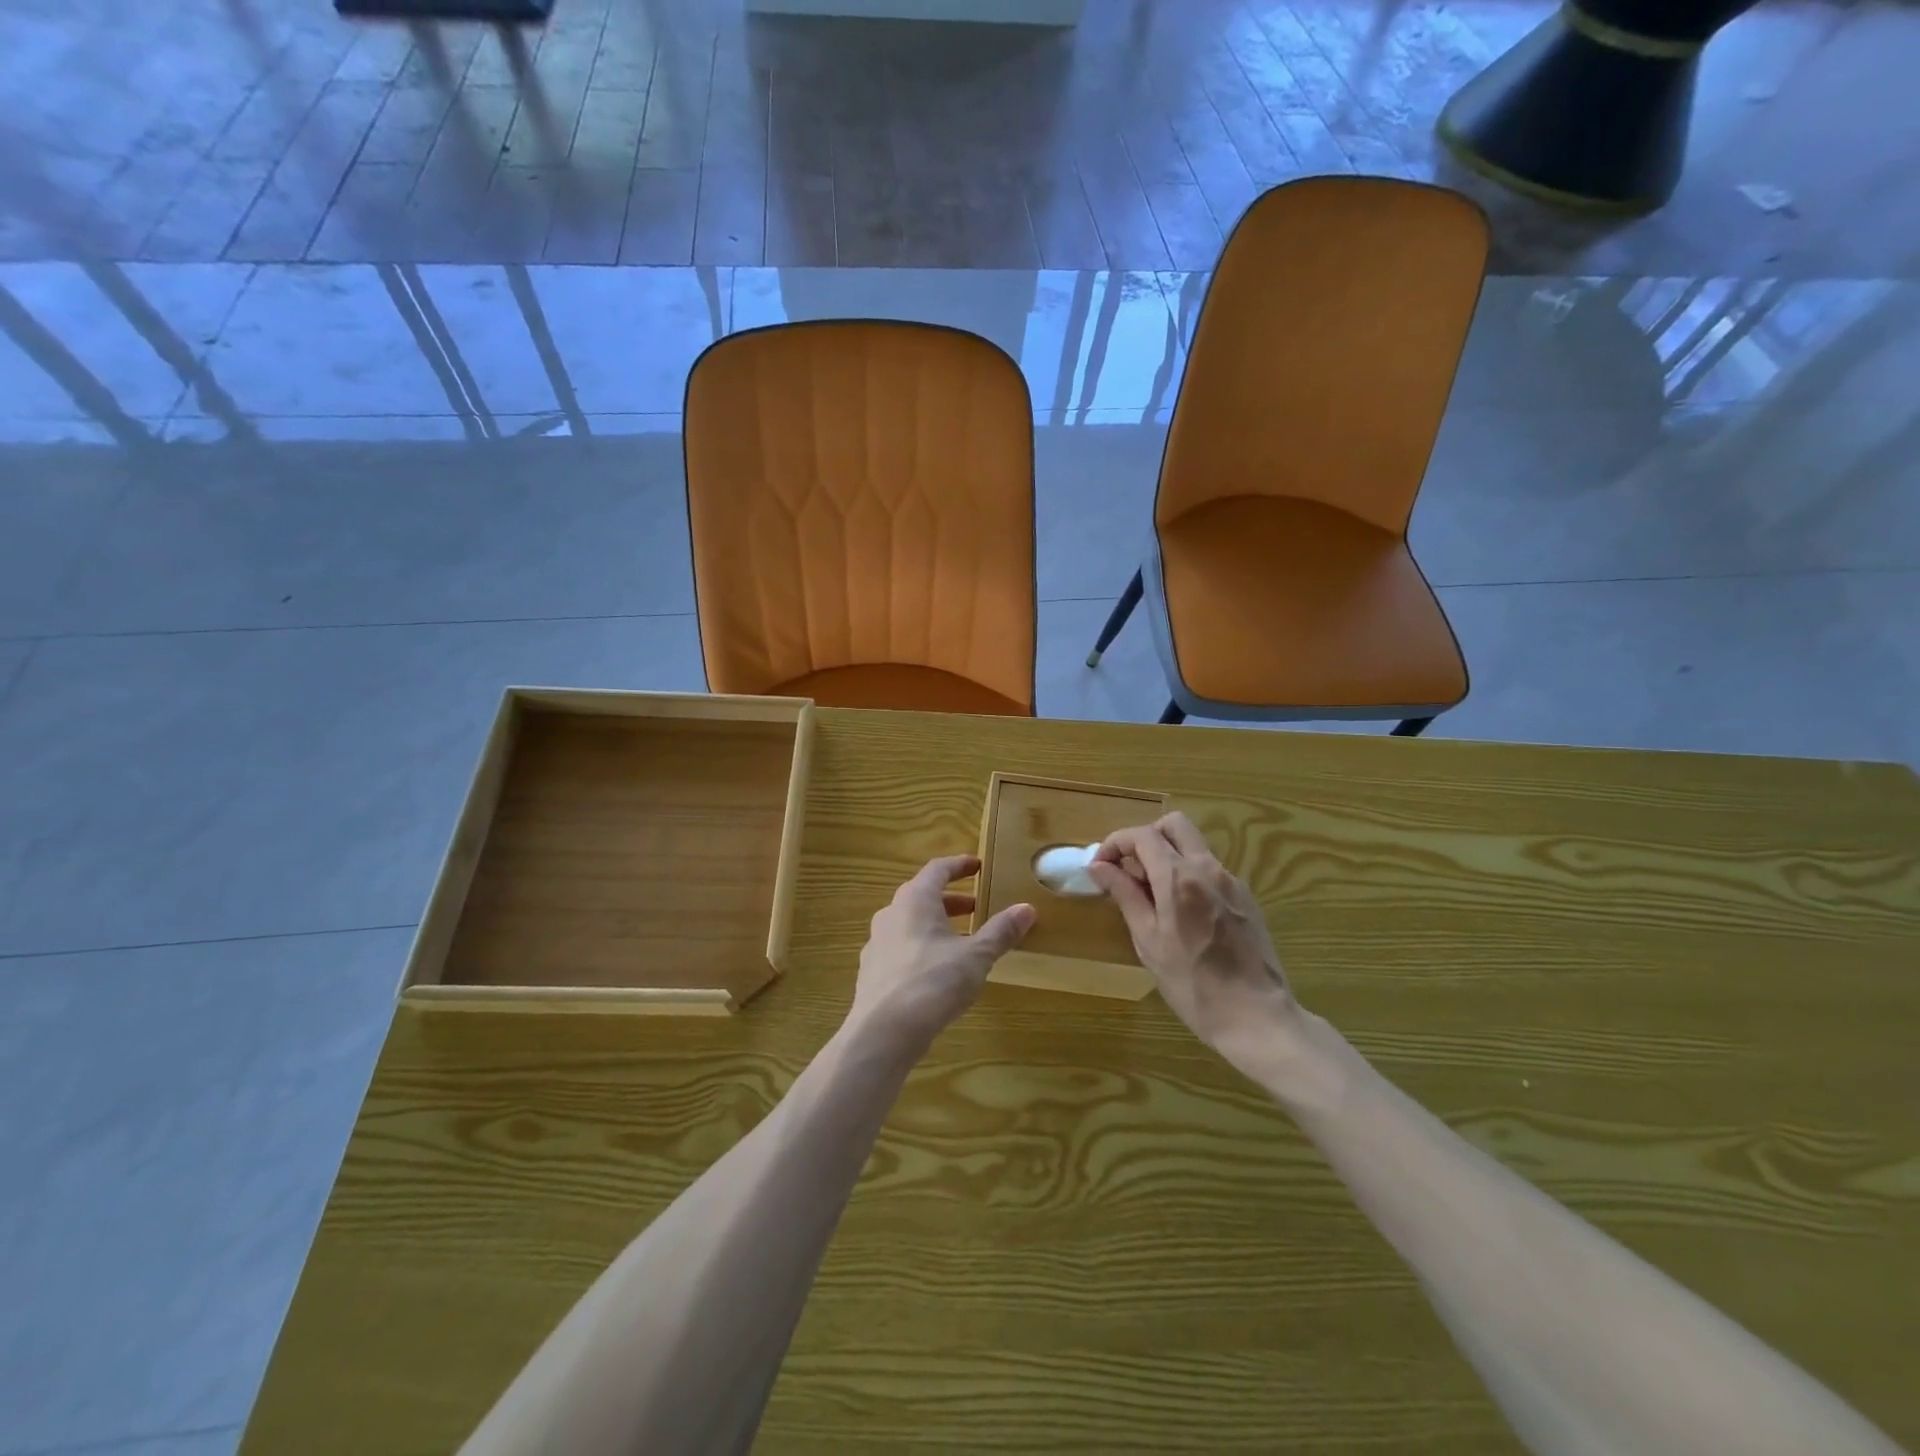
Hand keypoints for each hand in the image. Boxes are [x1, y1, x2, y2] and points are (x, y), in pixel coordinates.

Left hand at [850, 855, 1035, 1052]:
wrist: (883, 1032)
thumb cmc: (933, 982)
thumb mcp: (976, 956)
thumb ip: (1000, 931)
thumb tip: (1026, 909)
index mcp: (915, 900)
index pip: (937, 869)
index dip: (959, 865)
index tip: (978, 865)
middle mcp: (891, 914)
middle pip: (922, 896)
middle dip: (952, 900)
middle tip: (977, 907)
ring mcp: (877, 943)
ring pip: (910, 923)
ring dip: (936, 925)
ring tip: (962, 941)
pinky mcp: (872, 972)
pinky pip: (900, 948)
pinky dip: (922, 948)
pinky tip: (937, 971)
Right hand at [1087, 813, 1301, 1077]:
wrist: (1256, 1016)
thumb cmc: (1193, 984)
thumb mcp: (1149, 941)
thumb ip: (1125, 896)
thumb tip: (1099, 867)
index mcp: (1179, 878)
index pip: (1142, 835)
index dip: (1115, 844)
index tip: (1100, 868)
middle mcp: (1208, 868)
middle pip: (1174, 824)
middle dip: (1145, 837)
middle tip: (1129, 869)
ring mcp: (1232, 881)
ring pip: (1194, 845)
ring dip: (1167, 855)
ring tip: (1151, 895)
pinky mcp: (1246, 897)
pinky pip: (1210, 869)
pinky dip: (1188, 874)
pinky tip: (1181, 912)